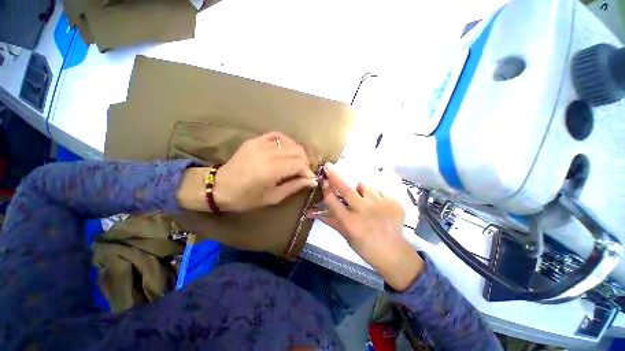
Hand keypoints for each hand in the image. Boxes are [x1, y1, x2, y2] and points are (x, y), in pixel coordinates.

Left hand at [177, 132, 317, 212]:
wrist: (220, 187)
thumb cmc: (246, 198)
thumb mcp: (273, 198)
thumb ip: (294, 186)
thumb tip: (312, 181)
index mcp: (270, 170)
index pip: (299, 164)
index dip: (308, 171)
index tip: (309, 179)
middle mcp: (267, 153)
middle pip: (297, 151)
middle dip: (305, 162)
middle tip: (303, 172)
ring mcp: (259, 144)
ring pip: (289, 143)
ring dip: (297, 153)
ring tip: (296, 162)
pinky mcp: (255, 140)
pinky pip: (276, 135)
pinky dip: (286, 142)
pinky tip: (287, 150)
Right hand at [309, 163, 423, 290]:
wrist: (393, 253)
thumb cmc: (365, 246)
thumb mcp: (345, 235)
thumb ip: (330, 220)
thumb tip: (310, 212)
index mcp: (350, 222)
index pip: (332, 200)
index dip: (326, 189)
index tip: (323, 180)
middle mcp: (363, 211)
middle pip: (345, 188)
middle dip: (334, 175)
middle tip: (328, 166)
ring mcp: (380, 205)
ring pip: (365, 185)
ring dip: (361, 189)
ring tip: (366, 200)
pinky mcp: (394, 202)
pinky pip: (380, 190)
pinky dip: (376, 194)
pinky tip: (379, 205)